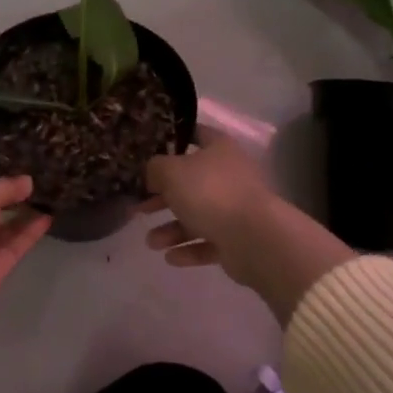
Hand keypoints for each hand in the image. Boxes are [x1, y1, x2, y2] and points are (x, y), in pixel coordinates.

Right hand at [143, 130, 354, 324]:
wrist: (255, 238)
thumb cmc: (210, 193)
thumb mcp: (171, 171)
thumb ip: (155, 168)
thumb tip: (153, 173)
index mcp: (219, 149)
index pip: (196, 134)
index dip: (173, 138)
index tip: (150, 148)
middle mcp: (228, 175)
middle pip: (190, 182)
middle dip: (162, 197)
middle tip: (138, 207)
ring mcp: (235, 208)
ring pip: (197, 215)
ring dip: (171, 229)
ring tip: (151, 243)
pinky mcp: (238, 239)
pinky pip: (208, 242)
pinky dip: (189, 249)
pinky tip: (170, 258)